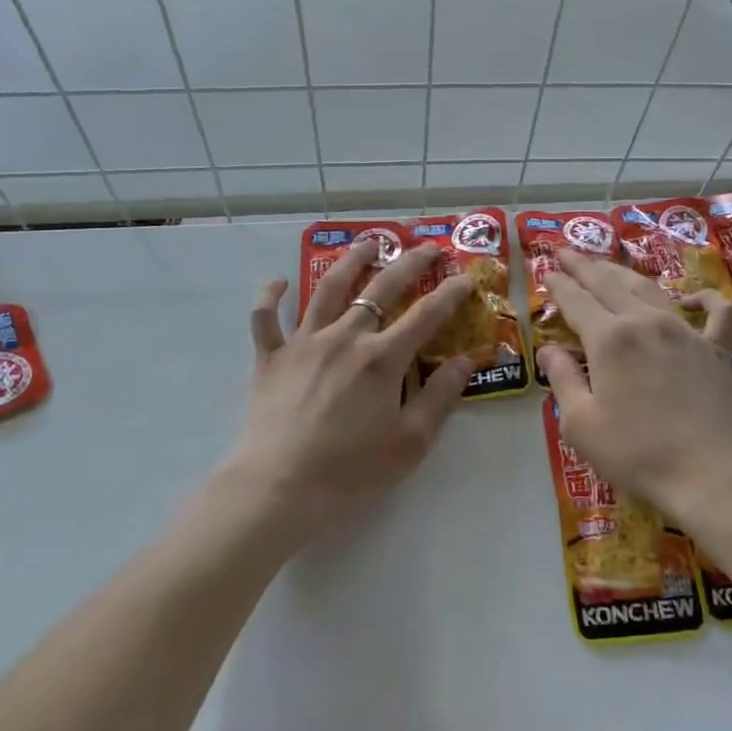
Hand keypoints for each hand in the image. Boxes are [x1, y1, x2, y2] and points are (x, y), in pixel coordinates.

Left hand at [220, 240, 473, 553]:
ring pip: (328, 289)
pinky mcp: (270, 356)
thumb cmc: (351, 470)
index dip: (450, 294)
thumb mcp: (410, 442)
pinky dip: (270, 296)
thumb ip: (440, 397)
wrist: (280, 487)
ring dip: (350, 262)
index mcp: (382, 358)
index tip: (465, 277)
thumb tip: (465, 361)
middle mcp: (344, 337)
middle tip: (426, 247)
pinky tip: (279, 281)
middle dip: (408, 264)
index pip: (425, 315)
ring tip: (367, 243)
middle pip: (380, 289)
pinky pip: (265, 318)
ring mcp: (303, 342)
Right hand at [538, 252, 731, 532]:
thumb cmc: (637, 453)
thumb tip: (548, 350)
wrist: (711, 474)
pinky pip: (716, 314)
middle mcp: (645, 322)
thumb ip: (562, 380)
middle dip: (583, 265)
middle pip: (609, 283)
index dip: (558, 284)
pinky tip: (693, 298)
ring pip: (650, 289)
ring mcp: (685, 332)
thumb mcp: (581, 423)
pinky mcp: (715, 350)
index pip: (575, 300)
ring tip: (607, 265)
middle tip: (565, 252)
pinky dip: (706, 300)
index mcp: (609, 339)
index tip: (546, 272)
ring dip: (624, 273)